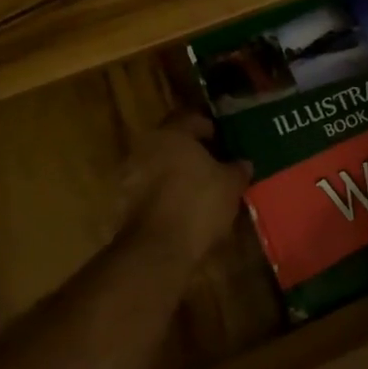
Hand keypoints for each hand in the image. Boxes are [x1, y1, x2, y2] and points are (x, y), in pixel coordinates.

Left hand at [114, 113, 252, 265]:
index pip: (192, 118)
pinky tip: (184, 206)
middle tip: (214, 162)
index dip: (210, 127)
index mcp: (172, 133)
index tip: (224, 139)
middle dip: (192, 151)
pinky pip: (150, 189)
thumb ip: (237, 169)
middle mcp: (146, 147)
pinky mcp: (124, 202)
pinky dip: (165, 193)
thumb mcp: (231, 185)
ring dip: (176, 173)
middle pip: (172, 142)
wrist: (158, 249)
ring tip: (200, 187)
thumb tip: (242, 163)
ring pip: (159, 166)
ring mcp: (131, 175)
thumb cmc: (199, 204)